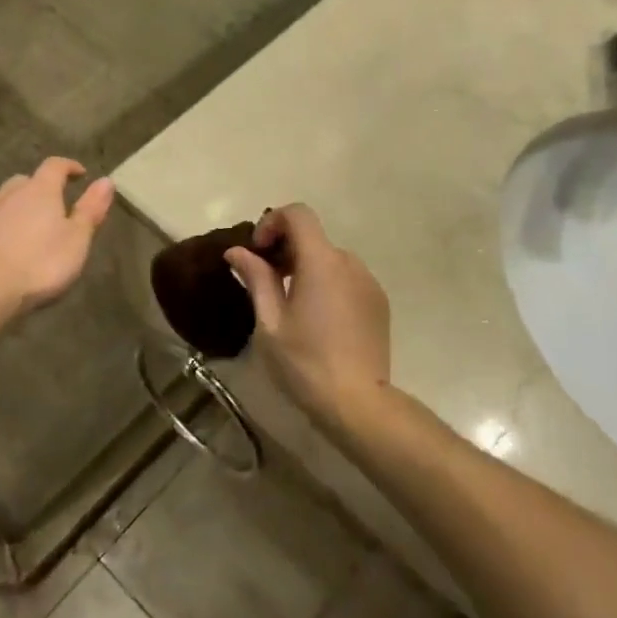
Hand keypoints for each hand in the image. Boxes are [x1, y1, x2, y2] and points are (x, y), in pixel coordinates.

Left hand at [0, 158, 113, 316]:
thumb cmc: (39, 263)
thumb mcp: (76, 239)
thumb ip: (90, 210)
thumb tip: (106, 180)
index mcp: (40, 190)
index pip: (55, 166)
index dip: (69, 167)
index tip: (80, 174)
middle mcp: (10, 194)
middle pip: (26, 181)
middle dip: (41, 188)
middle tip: (54, 205)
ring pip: (5, 200)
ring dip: (19, 207)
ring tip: (30, 228)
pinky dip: (1, 227)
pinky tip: (5, 247)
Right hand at [225, 204, 389, 422]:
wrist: (358, 403)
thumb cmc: (305, 363)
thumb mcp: (270, 322)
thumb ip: (256, 278)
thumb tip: (237, 251)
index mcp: (321, 261)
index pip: (298, 214)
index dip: (273, 222)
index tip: (258, 252)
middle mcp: (350, 262)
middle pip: (314, 238)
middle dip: (285, 250)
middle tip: (265, 283)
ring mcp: (369, 282)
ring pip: (331, 260)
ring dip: (307, 269)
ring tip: (291, 305)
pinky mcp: (379, 302)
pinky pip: (347, 279)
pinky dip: (328, 285)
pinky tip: (318, 320)